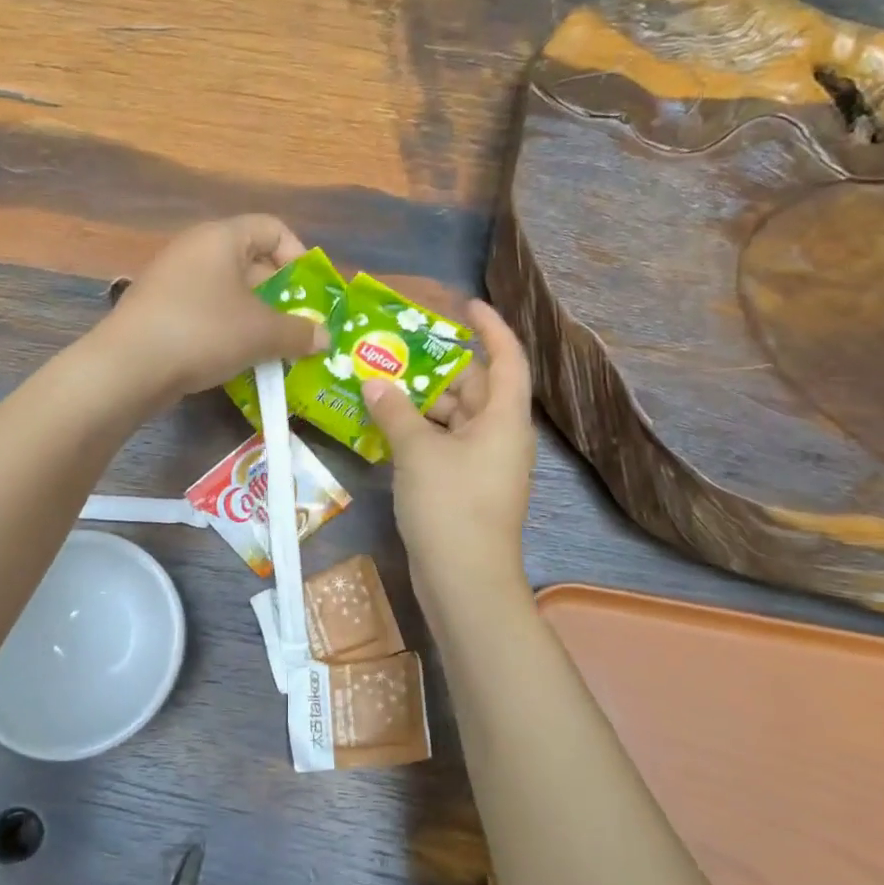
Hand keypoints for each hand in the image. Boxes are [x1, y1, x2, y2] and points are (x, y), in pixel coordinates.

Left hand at [96, 215, 329, 403]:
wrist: (128, 366)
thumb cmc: (204, 332)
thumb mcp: (261, 333)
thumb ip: (299, 333)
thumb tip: (323, 337)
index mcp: (221, 237)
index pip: (272, 228)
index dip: (299, 257)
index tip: (309, 295)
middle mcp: (195, 249)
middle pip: (251, 261)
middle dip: (279, 295)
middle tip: (297, 328)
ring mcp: (172, 279)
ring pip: (228, 291)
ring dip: (255, 318)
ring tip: (271, 349)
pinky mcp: (158, 310)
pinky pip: (205, 311)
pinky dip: (227, 330)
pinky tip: (236, 360)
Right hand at [362, 299, 535, 598]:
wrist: (465, 580)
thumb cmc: (450, 505)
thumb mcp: (418, 451)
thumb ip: (395, 410)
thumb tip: (374, 381)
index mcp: (504, 418)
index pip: (508, 357)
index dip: (492, 326)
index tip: (466, 304)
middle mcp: (501, 435)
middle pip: (476, 387)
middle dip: (440, 366)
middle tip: (399, 348)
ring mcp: (485, 463)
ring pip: (457, 417)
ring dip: (424, 401)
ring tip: (383, 382)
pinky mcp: (467, 487)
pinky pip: (446, 444)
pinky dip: (421, 431)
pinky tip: (387, 425)